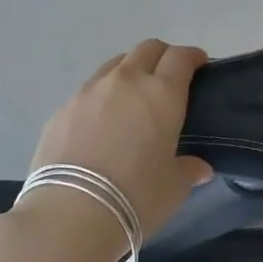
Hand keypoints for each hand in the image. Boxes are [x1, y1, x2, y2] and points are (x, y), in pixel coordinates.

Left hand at [29, 40, 214, 241]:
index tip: (200, 66)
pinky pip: (89, 90)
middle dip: (162, 57)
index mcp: (161, 93)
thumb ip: (188, 169)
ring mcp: (89, 91)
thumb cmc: (136, 196)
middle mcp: (125, 81)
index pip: (181, 57)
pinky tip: (102, 123)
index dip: (193, 57)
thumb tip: (199, 168)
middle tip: (169, 79)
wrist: (71, 212)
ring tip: (132, 99)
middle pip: (147, 49)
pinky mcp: (62, 109)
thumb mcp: (174, 187)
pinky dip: (102, 96)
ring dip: (130, 72)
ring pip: (115, 65)